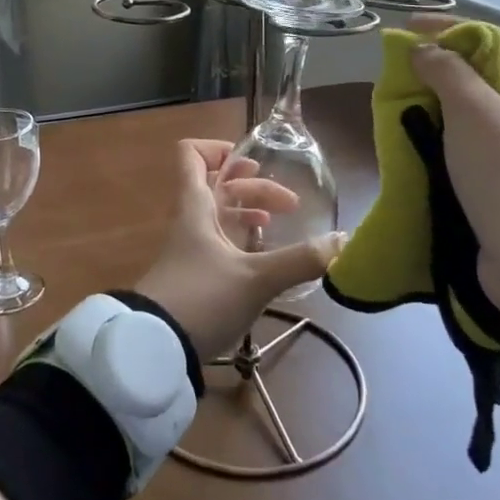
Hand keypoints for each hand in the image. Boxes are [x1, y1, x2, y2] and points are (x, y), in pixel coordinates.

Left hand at [131, 140, 344, 360]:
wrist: (156, 349)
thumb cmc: (201, 299)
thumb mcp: (255, 279)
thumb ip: (299, 260)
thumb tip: (344, 242)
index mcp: (196, 207)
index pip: (192, 155)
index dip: (219, 149)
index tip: (254, 163)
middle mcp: (191, 221)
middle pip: (219, 186)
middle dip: (255, 187)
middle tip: (292, 205)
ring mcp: (192, 249)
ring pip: (221, 215)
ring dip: (249, 212)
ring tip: (277, 223)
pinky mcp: (196, 275)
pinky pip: (221, 243)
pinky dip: (243, 241)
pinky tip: (264, 257)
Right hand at [408, 18, 499, 311]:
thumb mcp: (475, 115)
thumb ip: (446, 72)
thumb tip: (422, 49)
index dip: (454, 30)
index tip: (410, 28)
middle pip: (491, 73)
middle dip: (446, 65)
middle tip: (403, 65)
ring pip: (481, 108)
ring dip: (443, 99)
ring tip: (405, 96)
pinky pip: (477, 139)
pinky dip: (449, 131)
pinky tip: (421, 132)